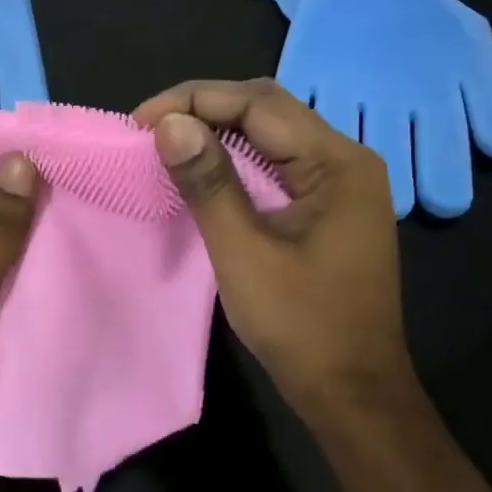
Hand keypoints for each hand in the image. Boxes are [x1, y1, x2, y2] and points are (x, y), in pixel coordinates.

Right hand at [132, 78, 420, 433]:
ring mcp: (338, 184)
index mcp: (337, 162)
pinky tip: (201, 171)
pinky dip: (232, 161)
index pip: (259, 103)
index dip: (194, 101)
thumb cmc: (301, 324)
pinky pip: (274, 165)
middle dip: (203, 109)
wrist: (351, 390)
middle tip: (147, 130)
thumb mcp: (243, 251)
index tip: (139, 122)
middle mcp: (344, 160)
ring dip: (215, 133)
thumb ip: (208, 183)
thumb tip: (168, 124)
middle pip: (267, 109)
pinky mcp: (325, 207)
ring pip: (268, 135)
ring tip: (164, 144)